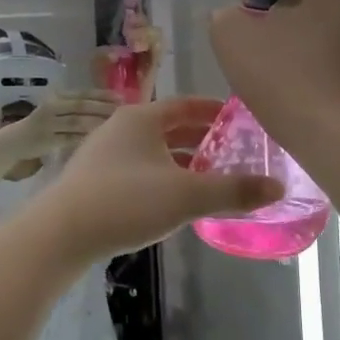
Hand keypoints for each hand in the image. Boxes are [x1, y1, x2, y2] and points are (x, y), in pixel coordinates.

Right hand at [0, 90, 121, 158]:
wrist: (14, 141)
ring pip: (77, 122)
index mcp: (56, 96)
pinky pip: (70, 138)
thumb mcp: (56, 110)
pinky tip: (99, 140)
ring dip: (97, 123)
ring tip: (115, 125)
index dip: (102, 94)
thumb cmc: (42, 126)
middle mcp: (52, 106)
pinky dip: (85, 138)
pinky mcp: (47, 140)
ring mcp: (48, 123)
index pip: (82, 93)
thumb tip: (107, 106)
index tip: (121, 97)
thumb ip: (75, 108)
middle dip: (103, 107)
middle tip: (123, 111)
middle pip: (81, 106)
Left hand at [28, 98, 283, 266]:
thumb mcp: (187, 196)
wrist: (60, 233)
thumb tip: (278, 187)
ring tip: (213, 178)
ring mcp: (105, 153)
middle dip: (204, 139)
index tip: (243, 121)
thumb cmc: (126, 202)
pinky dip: (164, 176)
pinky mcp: (95, 179)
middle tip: (236, 153)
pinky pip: (140, 169)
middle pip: (171, 127)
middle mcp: (122, 127)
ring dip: (184, 161)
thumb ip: (233, 191)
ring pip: (155, 151)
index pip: (188, 105)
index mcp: (142, 118)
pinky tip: (176, 200)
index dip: (216, 112)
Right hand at [208, 0, 339, 148]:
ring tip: (251, 43)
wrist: (317, 127)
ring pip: (307, 16)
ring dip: (279, 22)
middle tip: (242, 13)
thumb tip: (233, 15)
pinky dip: (290, 45)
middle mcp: (339, 7)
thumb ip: (225, 15)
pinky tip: (268, 66)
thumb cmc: (275, 72)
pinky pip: (312, 42)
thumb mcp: (229, 34)